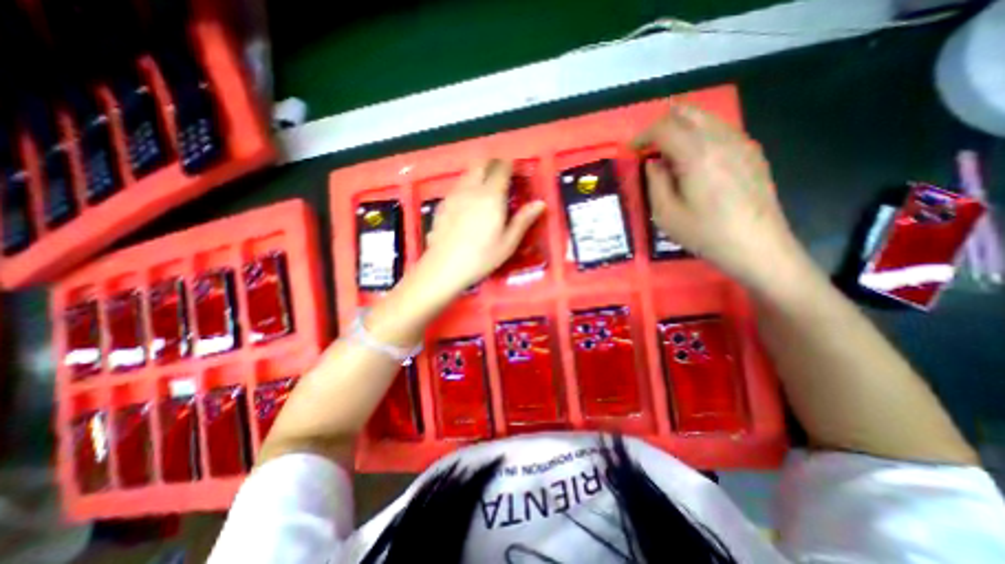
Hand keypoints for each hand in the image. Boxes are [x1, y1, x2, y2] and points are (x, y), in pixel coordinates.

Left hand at [419, 160, 542, 293]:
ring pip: (467, 173)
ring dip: (478, 174)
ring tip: (485, 189)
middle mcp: (471, 189)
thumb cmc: (481, 257)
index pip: (501, 168)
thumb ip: (524, 220)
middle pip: (481, 164)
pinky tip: (467, 204)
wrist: (444, 267)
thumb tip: (541, 203)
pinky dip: (465, 187)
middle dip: (492, 165)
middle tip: (501, 178)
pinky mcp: (442, 204)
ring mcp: (453, 195)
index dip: (509, 165)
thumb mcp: (508, 242)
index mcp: (491, 196)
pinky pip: (456, 186)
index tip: (515, 172)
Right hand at [634, 104, 806, 291]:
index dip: (643, 135)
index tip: (632, 151)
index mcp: (696, 154)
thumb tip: (653, 163)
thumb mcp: (666, 214)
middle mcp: (721, 139)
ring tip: (668, 154)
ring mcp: (741, 143)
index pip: (664, 127)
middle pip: (688, 113)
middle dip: (662, 124)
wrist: (757, 246)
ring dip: (682, 129)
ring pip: (706, 118)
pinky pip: (720, 130)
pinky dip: (700, 135)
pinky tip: (694, 160)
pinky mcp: (752, 152)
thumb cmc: (705, 233)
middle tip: (649, 147)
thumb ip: (655, 182)